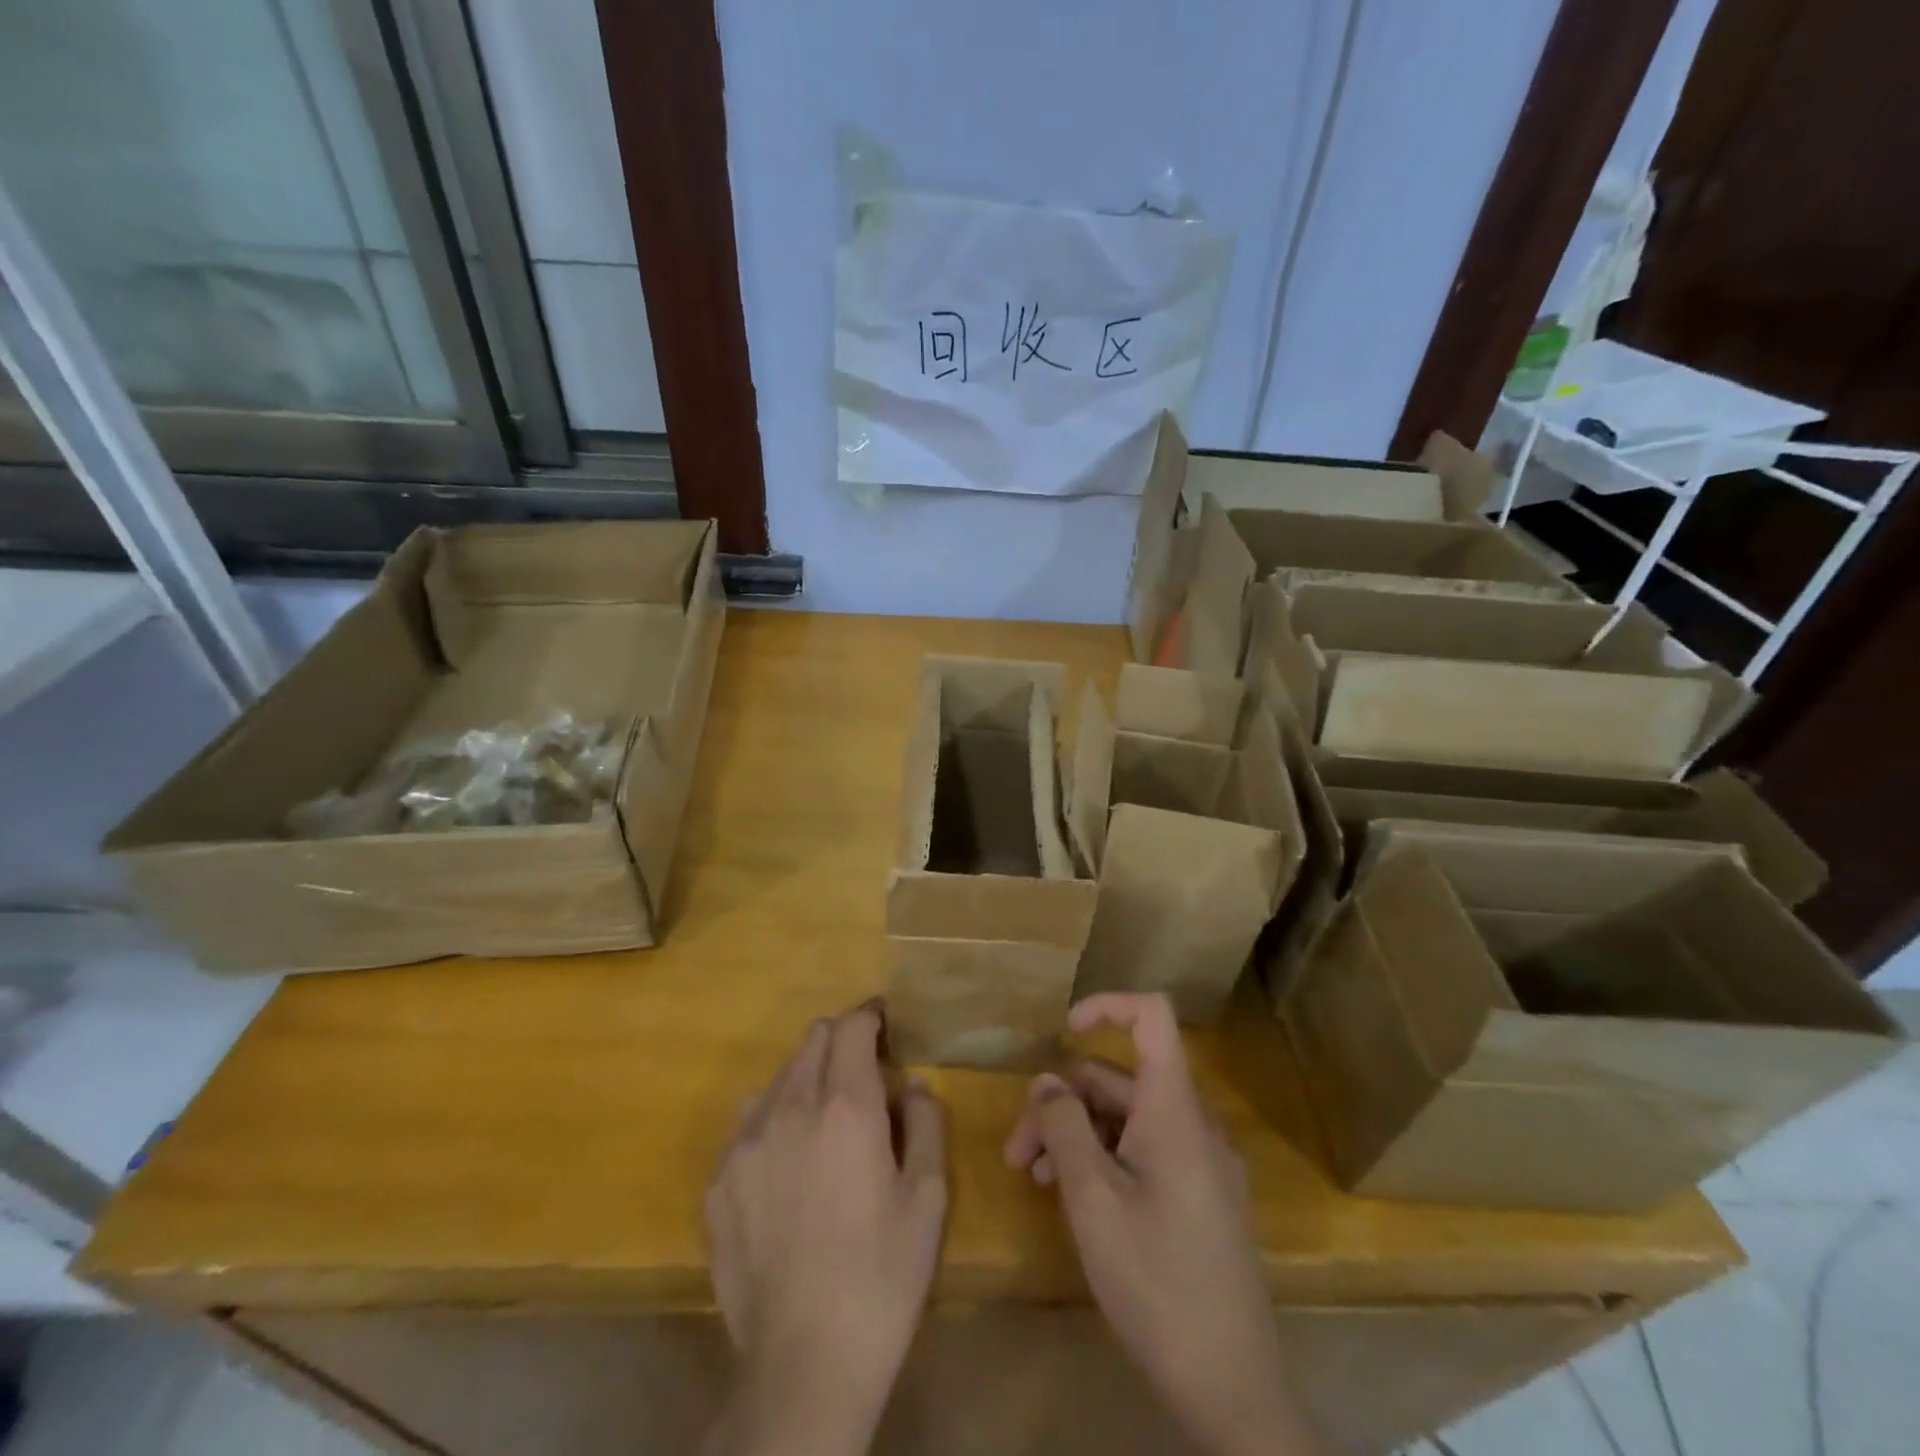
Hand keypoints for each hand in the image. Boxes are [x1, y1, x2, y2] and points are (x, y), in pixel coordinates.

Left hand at [703, 1002, 947, 1455]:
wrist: (803, 1363)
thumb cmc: (881, 1275)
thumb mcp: (928, 1197)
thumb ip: (926, 1123)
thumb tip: (911, 1084)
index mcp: (845, 1106)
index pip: (851, 1026)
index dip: (870, 1015)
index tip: (885, 1023)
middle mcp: (789, 1108)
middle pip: (812, 1041)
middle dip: (841, 1042)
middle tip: (863, 1075)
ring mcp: (744, 1144)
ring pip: (777, 1078)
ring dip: (806, 1080)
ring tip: (824, 1123)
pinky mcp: (718, 1182)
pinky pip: (747, 1124)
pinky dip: (773, 1121)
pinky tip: (788, 1167)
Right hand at [1004, 993, 1319, 1455]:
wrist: (1233, 1389)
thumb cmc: (1157, 1283)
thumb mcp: (1093, 1201)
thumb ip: (1064, 1128)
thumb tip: (1046, 1081)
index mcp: (1174, 1110)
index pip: (1152, 1016)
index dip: (1106, 1006)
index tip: (1061, 1031)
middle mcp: (1192, 1124)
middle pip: (1120, 1079)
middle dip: (1063, 1103)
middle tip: (1018, 1155)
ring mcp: (1200, 1162)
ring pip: (1127, 1118)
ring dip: (1077, 1135)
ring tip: (1036, 1179)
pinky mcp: (1199, 1196)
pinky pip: (1145, 1151)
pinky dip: (1104, 1158)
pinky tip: (1073, 1198)